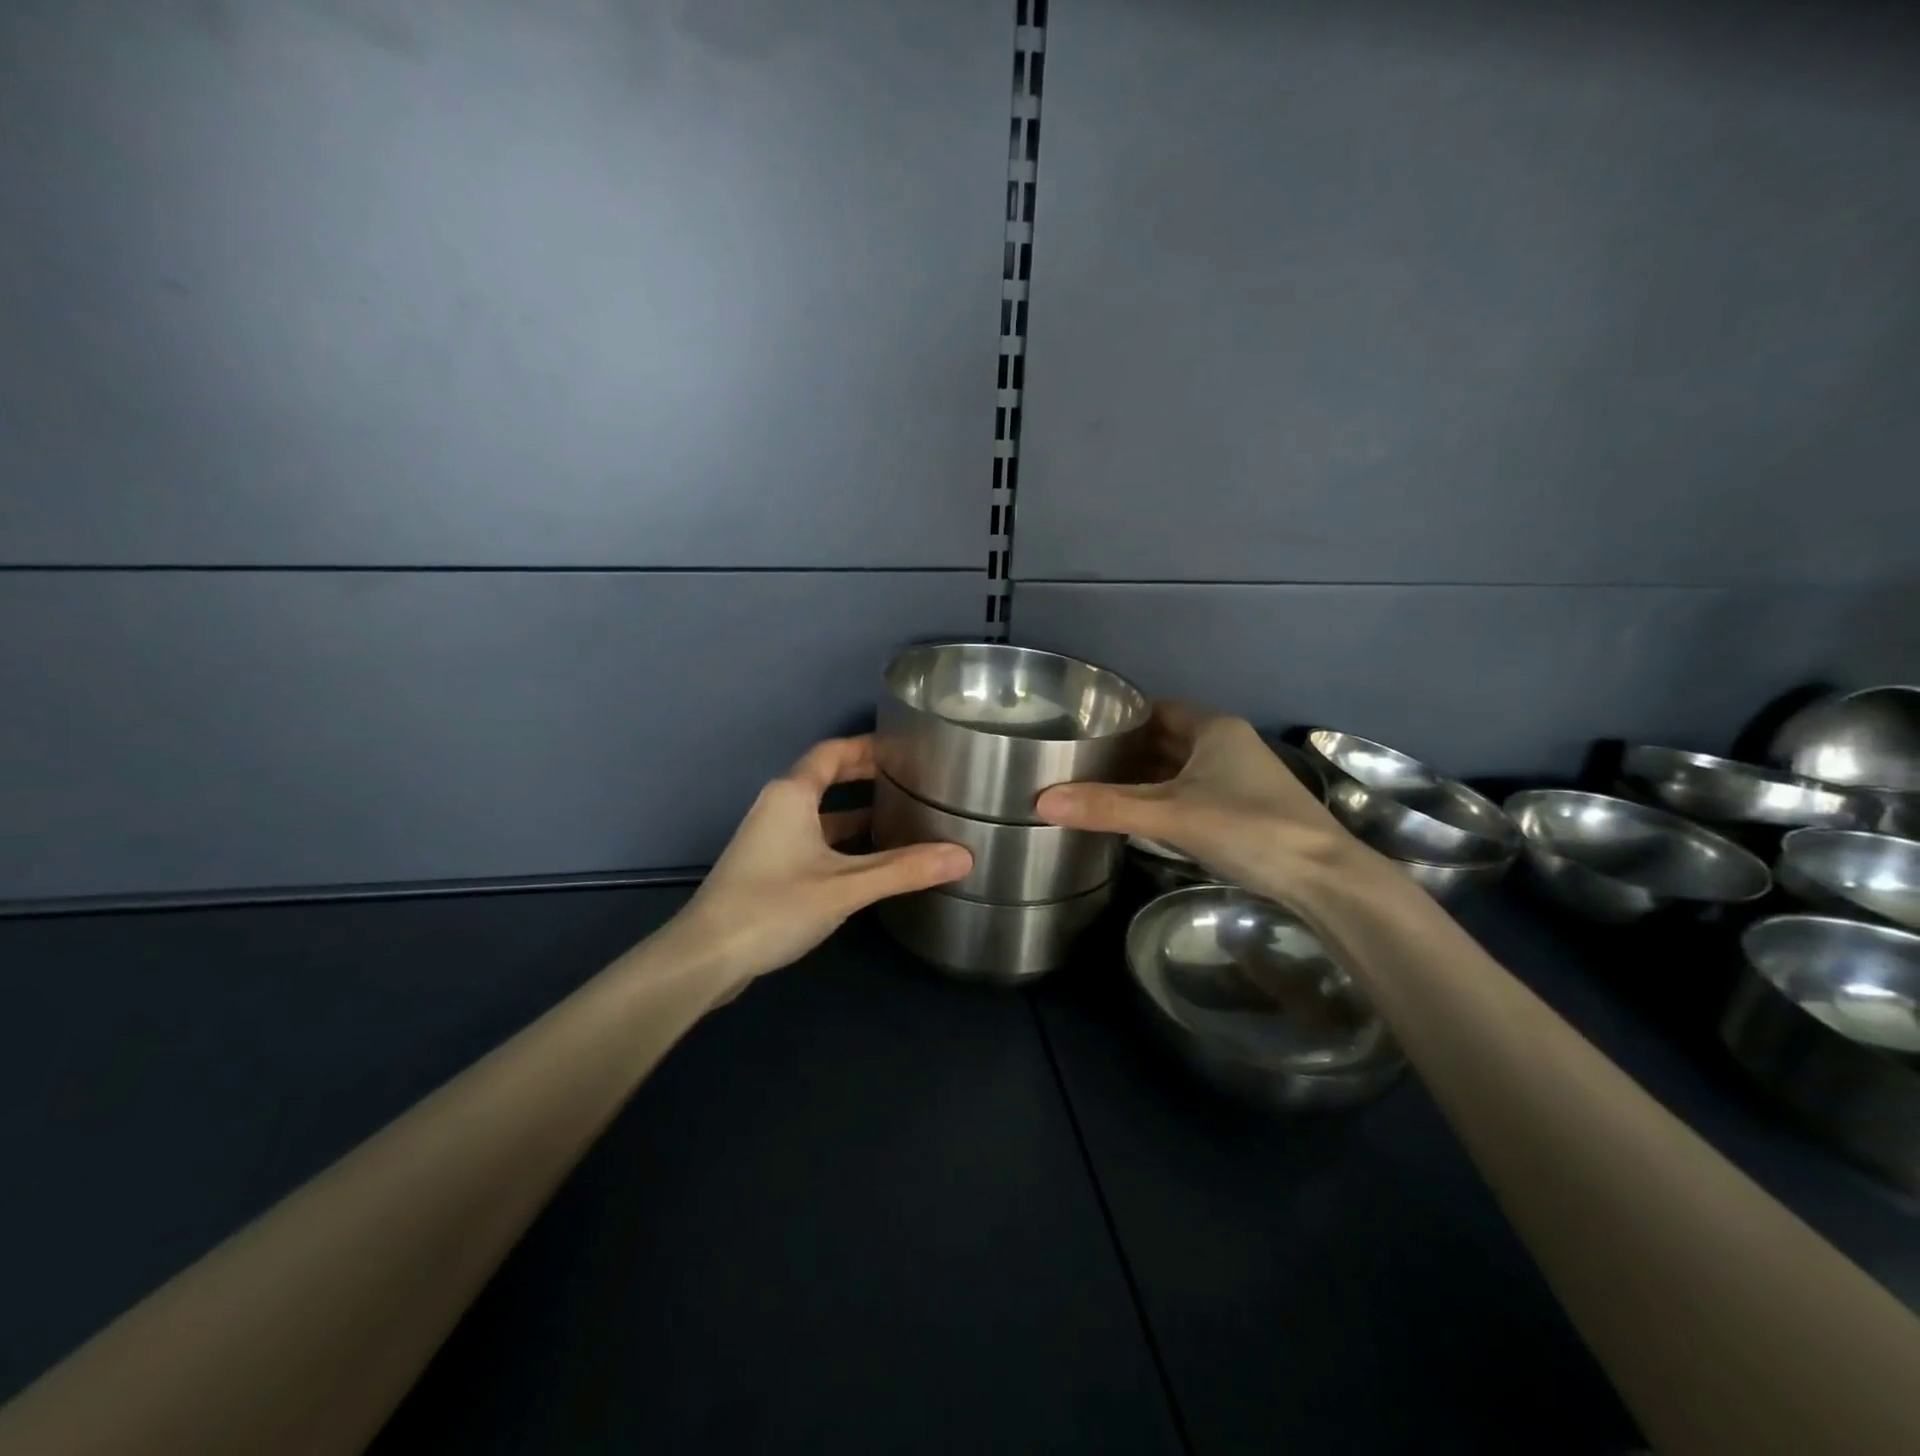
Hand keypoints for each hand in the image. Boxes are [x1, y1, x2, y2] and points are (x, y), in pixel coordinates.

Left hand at [669, 736, 972, 990]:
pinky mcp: (767, 866)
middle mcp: (778, 806)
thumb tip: (964, 856)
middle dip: (865, 775)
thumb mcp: (845, 886)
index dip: (868, 747)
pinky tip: (868, 859)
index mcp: (792, 795)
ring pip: (819, 811)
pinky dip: (841, 838)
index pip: (833, 752)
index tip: (905, 748)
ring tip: (900, 816)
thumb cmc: (774, 906)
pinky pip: (812, 837)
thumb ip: (903, 870)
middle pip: (825, 777)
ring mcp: (769, 837)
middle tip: (910, 779)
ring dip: (855, 811)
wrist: (705, 956)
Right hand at [1035, 703, 1362, 900]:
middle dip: (1130, 749)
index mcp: (1215, 729)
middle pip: (1168, 739)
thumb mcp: (1170, 816)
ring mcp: (1240, 780)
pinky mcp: (1244, 811)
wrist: (1323, 879)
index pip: (1159, 710)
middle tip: (1082, 761)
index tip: (1085, 731)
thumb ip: (1108, 807)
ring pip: (1182, 769)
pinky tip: (1140, 815)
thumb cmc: (1248, 828)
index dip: (1123, 718)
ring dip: (1147, 776)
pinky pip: (1193, 793)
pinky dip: (1165, 799)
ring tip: (1100, 786)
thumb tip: (1041, 800)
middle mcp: (1229, 746)